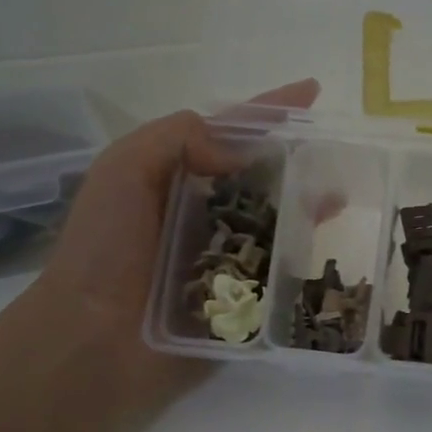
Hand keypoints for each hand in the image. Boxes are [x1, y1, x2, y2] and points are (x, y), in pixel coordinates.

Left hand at [28, 80, 318, 390]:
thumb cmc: (104, 248)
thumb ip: (177, 138)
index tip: (312, 92)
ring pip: (273, 220)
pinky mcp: (235, 298)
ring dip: (304, 206)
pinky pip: (275, 269)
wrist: (92, 339)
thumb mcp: (124, 170)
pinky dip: (298, 257)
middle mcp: (200, 210)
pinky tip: (321, 249)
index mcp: (173, 175)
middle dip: (296, 160)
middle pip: (259, 175)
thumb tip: (240, 154)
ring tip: (339, 198)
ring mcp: (220, 255)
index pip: (229, 132)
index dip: (268, 110)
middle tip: (337, 154)